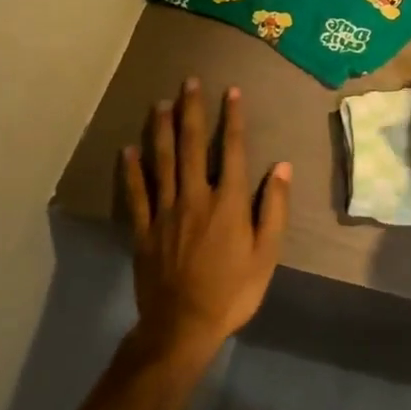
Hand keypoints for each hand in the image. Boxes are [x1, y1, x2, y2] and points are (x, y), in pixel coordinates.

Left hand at [122, 79, 289, 360]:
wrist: (183, 327)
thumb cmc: (233, 291)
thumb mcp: (267, 254)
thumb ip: (275, 208)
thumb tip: (282, 167)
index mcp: (228, 202)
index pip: (233, 150)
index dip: (233, 119)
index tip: (231, 91)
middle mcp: (195, 197)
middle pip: (193, 146)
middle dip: (192, 111)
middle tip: (188, 82)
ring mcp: (166, 212)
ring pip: (163, 162)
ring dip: (162, 130)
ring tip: (160, 103)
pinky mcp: (144, 230)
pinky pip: (137, 194)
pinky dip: (131, 170)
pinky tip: (128, 150)